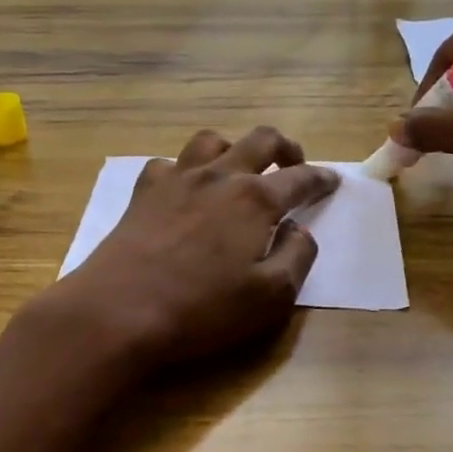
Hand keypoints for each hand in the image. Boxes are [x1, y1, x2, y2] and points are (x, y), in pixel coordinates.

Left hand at [33, 126, 339, 372]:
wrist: (119, 311)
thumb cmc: (202, 309)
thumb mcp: (271, 297)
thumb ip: (297, 257)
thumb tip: (299, 229)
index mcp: (255, 200)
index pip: (300, 178)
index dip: (321, 179)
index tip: (332, 181)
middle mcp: (219, 176)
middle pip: (260, 140)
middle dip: (285, 148)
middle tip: (293, 164)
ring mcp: (177, 179)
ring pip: (212, 141)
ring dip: (233, 148)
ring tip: (238, 169)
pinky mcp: (143, 192)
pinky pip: (169, 163)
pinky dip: (185, 169)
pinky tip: (185, 190)